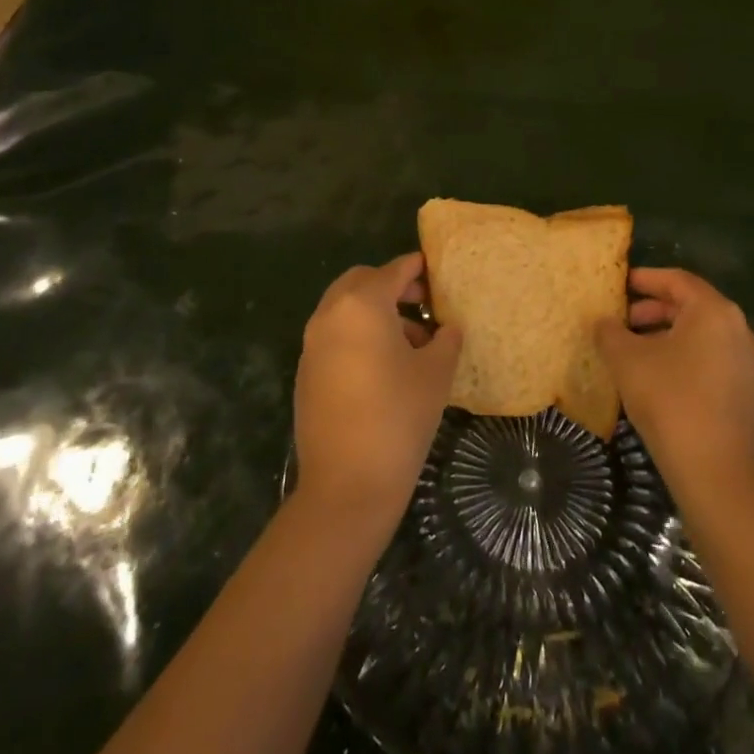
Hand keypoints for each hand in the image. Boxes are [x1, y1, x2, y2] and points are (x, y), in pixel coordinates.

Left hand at [293, 254, 462, 530]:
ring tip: (412, 341)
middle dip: (392, 285)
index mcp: (362, 305)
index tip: (435, 270)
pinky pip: (334, 336)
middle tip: (423, 303)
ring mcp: (312, 345)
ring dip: (375, 311)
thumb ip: (446, 340)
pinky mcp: (306, 372)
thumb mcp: (436, 374)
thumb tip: (447, 328)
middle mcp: (330, 315)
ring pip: (345, 308)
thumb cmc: (398, 418)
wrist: (346, 485)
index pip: (393, 271)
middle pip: (362, 282)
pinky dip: (358, 334)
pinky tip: (384, 367)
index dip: (417, 268)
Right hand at [597, 268, 753, 493]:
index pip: (677, 280)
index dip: (645, 279)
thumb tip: (604, 321)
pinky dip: (684, 357)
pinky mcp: (748, 392)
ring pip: (702, 335)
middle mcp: (739, 329)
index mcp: (714, 312)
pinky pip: (711, 359)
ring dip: (667, 335)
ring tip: (633, 350)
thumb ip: (610, 332)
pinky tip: (657, 378)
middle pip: (691, 306)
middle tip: (621, 320)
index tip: (619, 284)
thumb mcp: (627, 360)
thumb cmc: (670, 401)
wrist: (717, 473)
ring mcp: (748, 363)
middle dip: (653, 310)